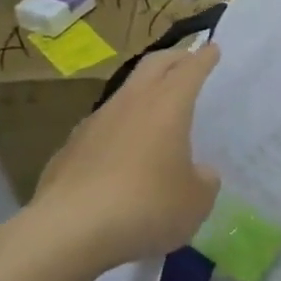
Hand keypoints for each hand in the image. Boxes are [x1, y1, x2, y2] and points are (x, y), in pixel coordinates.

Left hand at [13, 43, 220, 277]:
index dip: (204, 58)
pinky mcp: (69, 149)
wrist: (68, 232)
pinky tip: (121, 151)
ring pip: (124, 93)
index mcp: (167, 106)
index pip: (190, 70)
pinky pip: (102, 127)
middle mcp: (130, 104)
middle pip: (153, 66)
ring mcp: (94, 123)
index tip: (212, 48)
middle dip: (174, 58)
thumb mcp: (196, 201)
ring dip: (143, 91)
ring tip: (156, 106)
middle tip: (188, 59)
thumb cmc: (146, 207)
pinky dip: (118, 127)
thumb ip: (204, 181)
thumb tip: (199, 173)